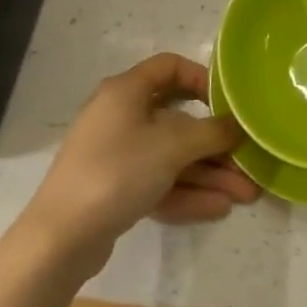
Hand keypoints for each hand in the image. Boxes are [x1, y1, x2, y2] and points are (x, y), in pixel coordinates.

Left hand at [22, 54, 258, 263]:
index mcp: (126, 92)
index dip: (202, 78)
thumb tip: (238, 125)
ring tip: (245, 195)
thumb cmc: (117, 172)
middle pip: (178, 120)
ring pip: (172, 157)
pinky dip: (186, 192)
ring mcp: (117, 155)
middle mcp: (121, 116)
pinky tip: (218, 208)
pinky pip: (158, 182)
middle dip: (215, 144)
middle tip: (247, 162)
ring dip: (208, 174)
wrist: (59, 239)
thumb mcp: (172, 147)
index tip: (227, 103)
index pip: (170, 67)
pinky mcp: (115, 189)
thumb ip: (211, 133)